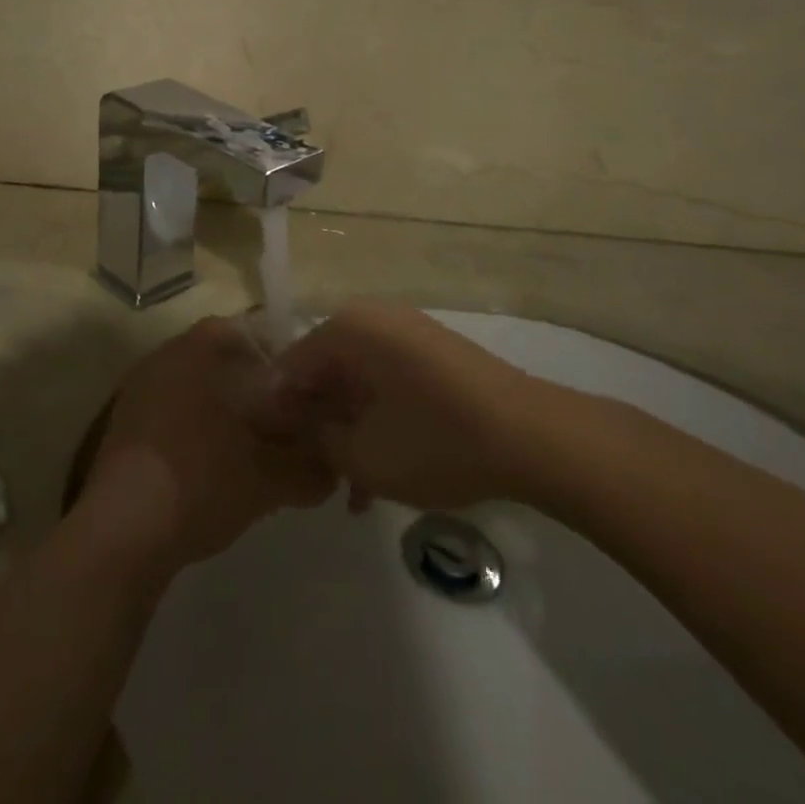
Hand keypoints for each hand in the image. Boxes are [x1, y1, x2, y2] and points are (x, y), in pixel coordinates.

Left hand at [77, 316, 335, 577]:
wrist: (123, 531)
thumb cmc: (203, 480)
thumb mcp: (271, 477)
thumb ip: (310, 467)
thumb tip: (333, 470)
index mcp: (203, 344)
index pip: (260, 334)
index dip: (290, 368)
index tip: (309, 403)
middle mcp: (170, 352)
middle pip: (230, 362)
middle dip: (260, 394)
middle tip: (287, 434)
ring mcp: (141, 386)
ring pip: (202, 391)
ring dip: (230, 416)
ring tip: (255, 458)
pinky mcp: (125, 423)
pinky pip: (176, 417)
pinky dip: (199, 436)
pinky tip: (215, 474)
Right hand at [264, 302, 552, 512]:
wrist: (531, 436)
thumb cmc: (435, 439)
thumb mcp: (363, 454)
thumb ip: (317, 438)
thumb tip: (298, 424)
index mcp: (347, 329)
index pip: (289, 365)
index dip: (276, 410)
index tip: (273, 452)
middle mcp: (372, 318)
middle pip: (324, 369)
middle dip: (316, 422)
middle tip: (312, 471)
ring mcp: (406, 332)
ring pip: (357, 380)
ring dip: (348, 427)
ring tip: (350, 486)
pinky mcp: (433, 352)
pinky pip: (387, 380)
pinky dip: (378, 418)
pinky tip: (381, 471)